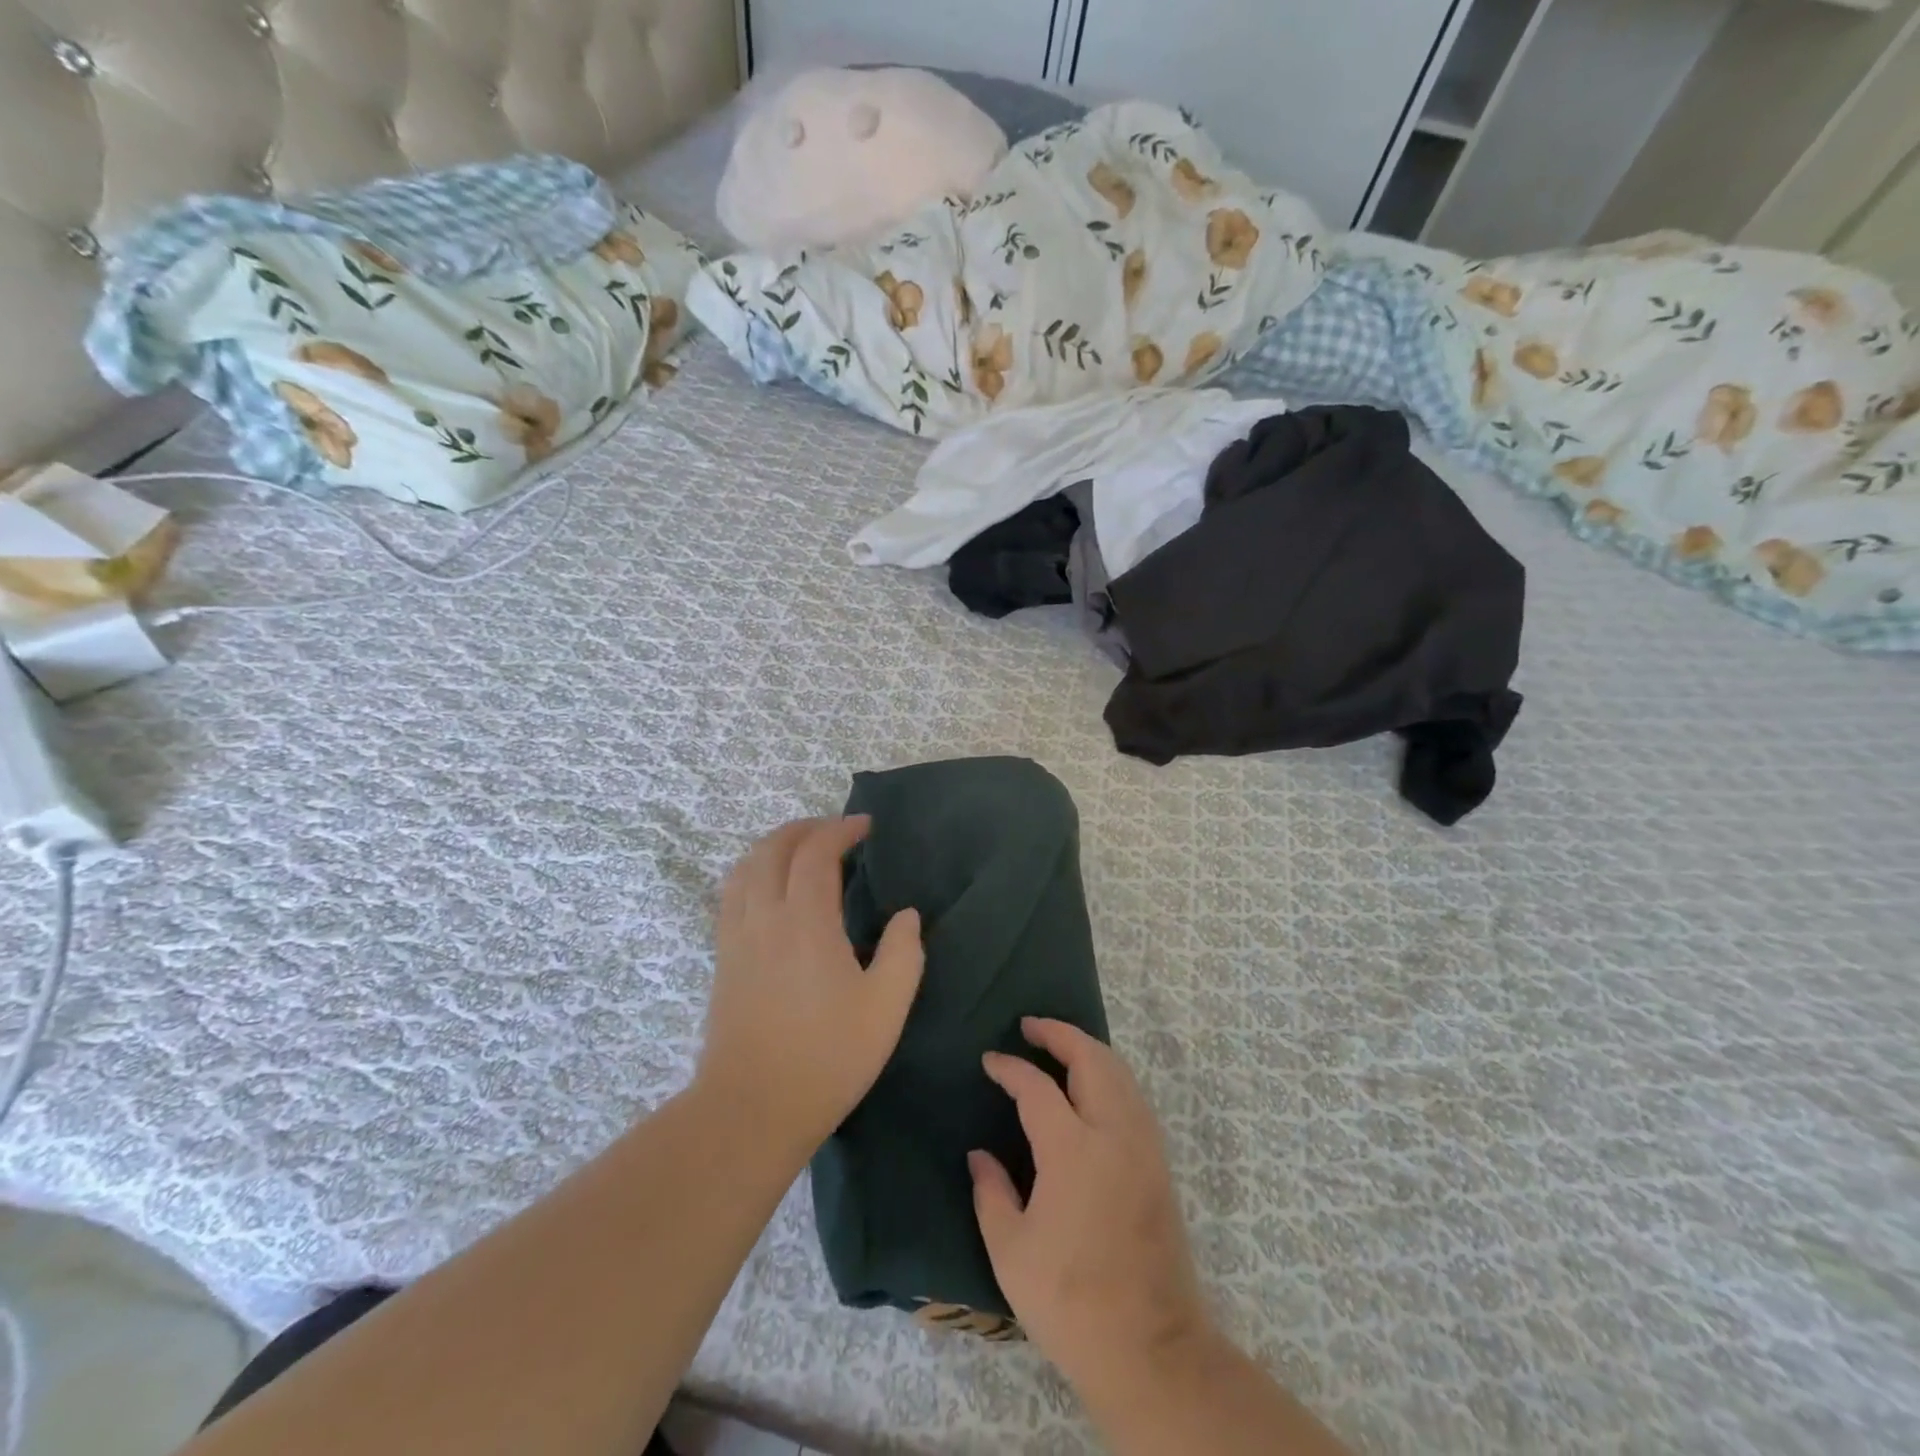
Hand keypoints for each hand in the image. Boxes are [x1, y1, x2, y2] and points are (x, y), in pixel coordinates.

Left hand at [698, 816, 923, 1154]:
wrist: (752, 1108)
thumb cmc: (828, 1057)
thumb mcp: (886, 1007)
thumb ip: (903, 952)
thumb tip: (906, 915)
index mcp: (806, 921)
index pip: (817, 851)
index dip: (842, 829)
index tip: (867, 826)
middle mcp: (764, 916)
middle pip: (774, 847)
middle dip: (806, 828)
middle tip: (836, 830)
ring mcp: (736, 936)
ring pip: (746, 866)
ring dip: (775, 845)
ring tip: (802, 850)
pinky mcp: (723, 957)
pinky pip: (731, 893)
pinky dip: (752, 871)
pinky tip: (770, 888)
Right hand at [970, 1019, 1211, 1400]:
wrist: (1151, 1349)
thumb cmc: (1071, 1302)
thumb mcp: (1011, 1253)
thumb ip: (991, 1194)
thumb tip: (980, 1156)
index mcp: (1072, 1150)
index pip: (1036, 1087)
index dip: (1010, 1068)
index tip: (990, 1061)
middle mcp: (1113, 1133)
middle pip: (1091, 1059)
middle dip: (1059, 1034)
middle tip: (1030, 1026)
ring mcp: (1143, 1146)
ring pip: (1119, 1072)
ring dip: (1088, 1050)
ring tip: (1059, 1047)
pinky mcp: (1159, 1164)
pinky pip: (1133, 1096)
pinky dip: (1109, 1074)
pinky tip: (1091, 1088)